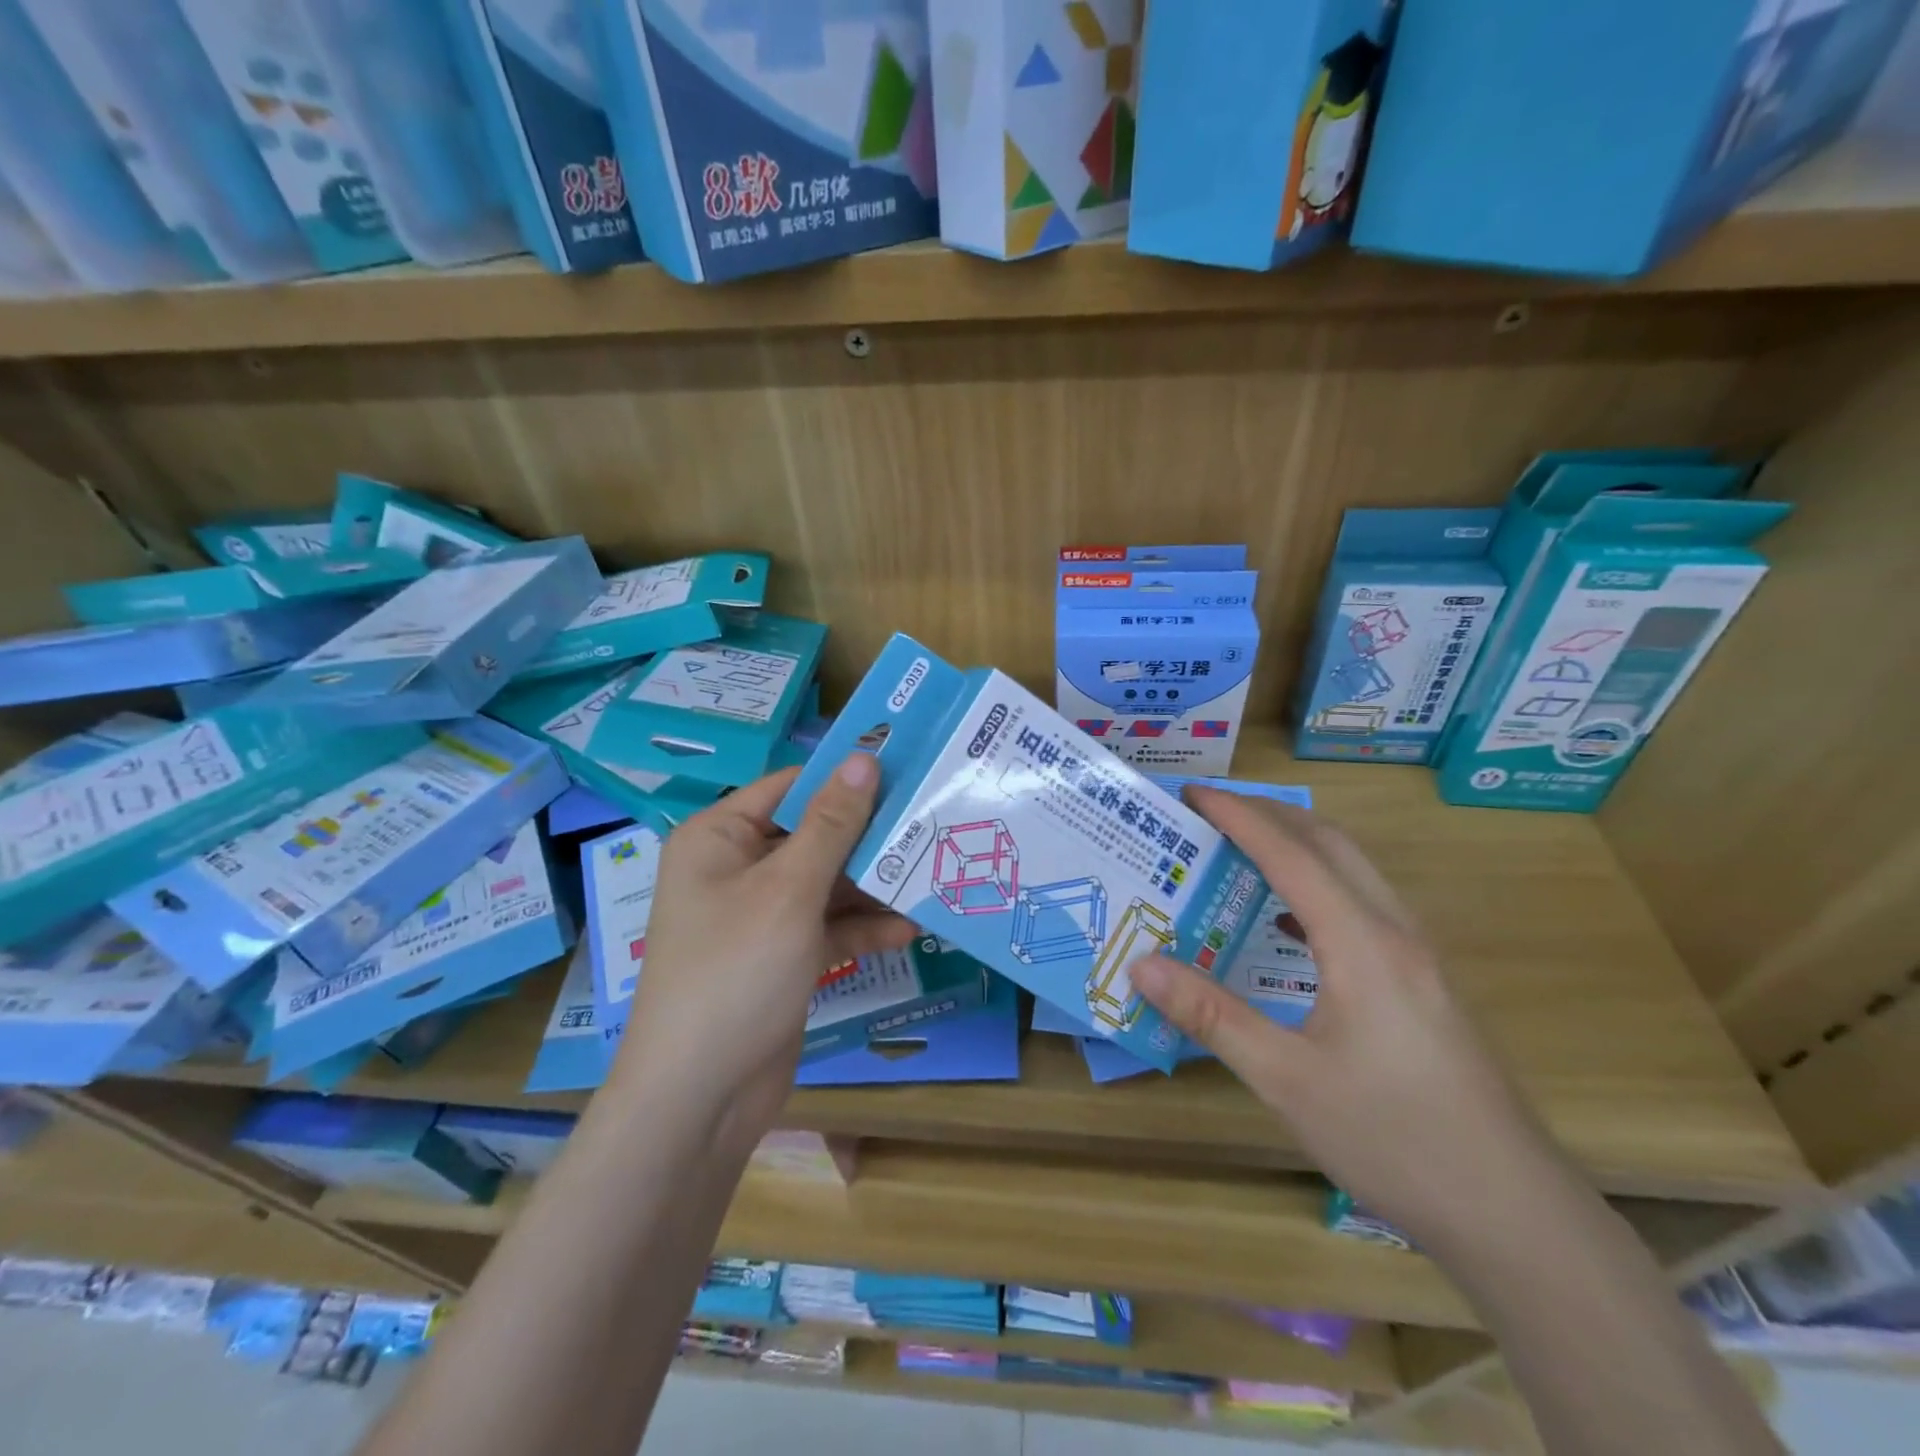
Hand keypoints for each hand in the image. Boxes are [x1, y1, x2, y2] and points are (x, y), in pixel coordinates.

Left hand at [615, 755, 916, 1135]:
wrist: (701, 1098)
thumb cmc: (736, 972)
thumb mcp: (789, 890)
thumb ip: (831, 824)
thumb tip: (864, 758)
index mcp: (719, 837)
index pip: (791, 787)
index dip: (845, 778)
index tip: (906, 770)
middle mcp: (737, 868)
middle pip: (814, 834)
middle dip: (868, 837)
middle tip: (931, 822)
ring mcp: (761, 914)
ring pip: (827, 882)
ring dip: (873, 885)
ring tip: (932, 874)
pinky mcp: (783, 955)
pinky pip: (828, 925)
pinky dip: (862, 927)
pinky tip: (908, 929)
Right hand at [1131, 788, 1561, 1247]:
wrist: (1513, 1212)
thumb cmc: (1393, 1138)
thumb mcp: (1286, 1080)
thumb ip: (1211, 1015)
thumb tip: (1142, 965)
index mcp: (1362, 943)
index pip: (1291, 854)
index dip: (1238, 816)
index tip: (1192, 793)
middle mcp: (1395, 932)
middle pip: (1331, 843)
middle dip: (1269, 813)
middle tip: (1211, 812)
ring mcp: (1419, 957)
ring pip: (1355, 870)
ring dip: (1298, 844)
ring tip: (1242, 850)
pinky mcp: (1425, 983)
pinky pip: (1365, 905)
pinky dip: (1319, 885)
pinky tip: (1290, 921)